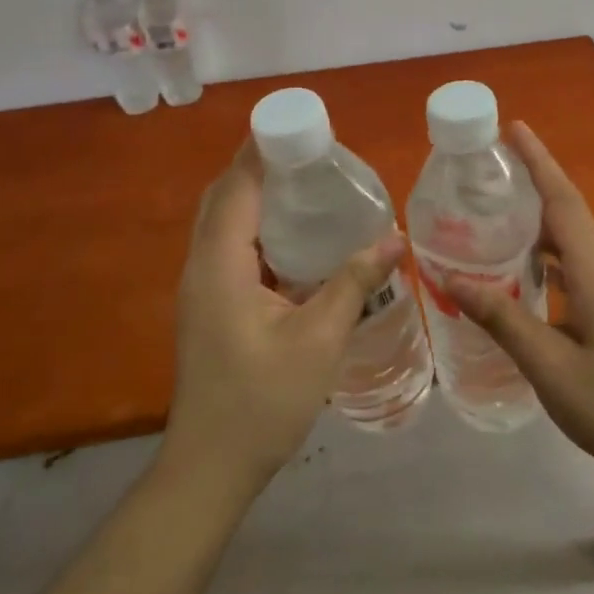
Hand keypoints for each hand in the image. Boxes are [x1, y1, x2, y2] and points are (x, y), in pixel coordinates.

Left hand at [163, 141, 404, 498]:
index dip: (260, 151)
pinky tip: (296, 240)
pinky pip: (229, 249)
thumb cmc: (262, 401)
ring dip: (255, 197)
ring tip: (306, 184)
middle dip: (258, 167)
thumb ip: (353, 282)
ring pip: (223, 224)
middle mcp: (202, 267)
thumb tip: (393, 238)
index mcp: (220, 265)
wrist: (211, 468)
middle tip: (309, 153)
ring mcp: (201, 290)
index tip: (296, 125)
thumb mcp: (319, 338)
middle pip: (224, 199)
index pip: (236, 188)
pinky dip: (256, 229)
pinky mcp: (209, 308)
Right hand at [446, 123, 593, 479]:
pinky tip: (525, 276)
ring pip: (575, 243)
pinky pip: (582, 266)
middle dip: (530, 190)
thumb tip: (450, 278)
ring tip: (494, 223)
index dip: (538, 161)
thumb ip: (501, 317)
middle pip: (567, 215)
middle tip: (485, 181)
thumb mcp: (549, 366)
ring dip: (538, 228)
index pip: (562, 200)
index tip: (514, 128)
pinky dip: (551, 258)